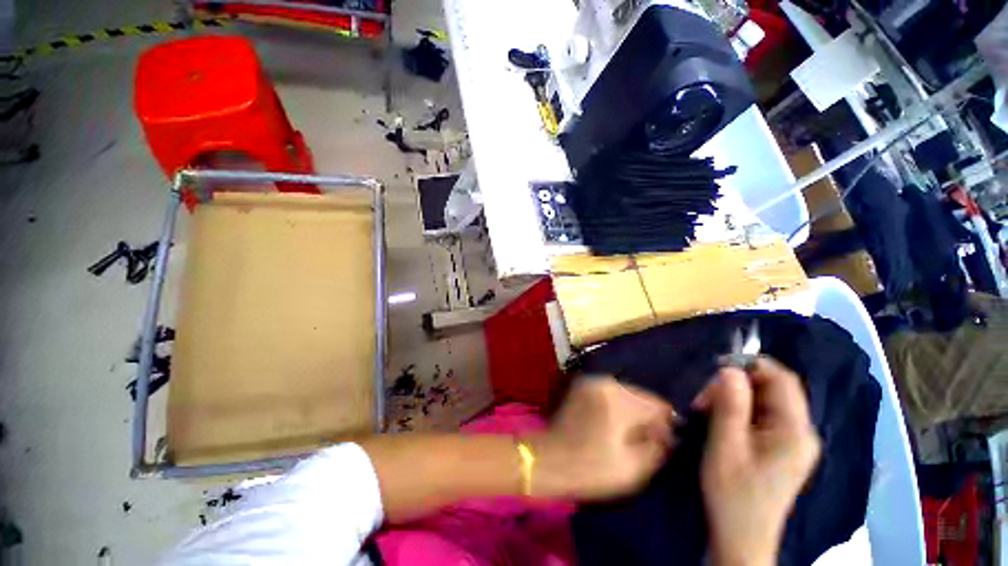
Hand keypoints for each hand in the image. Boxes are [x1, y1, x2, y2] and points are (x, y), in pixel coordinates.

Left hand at [528, 376, 676, 500]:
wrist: (548, 459)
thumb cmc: (590, 468)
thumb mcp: (633, 469)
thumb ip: (658, 448)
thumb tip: (669, 435)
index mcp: (619, 398)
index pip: (659, 405)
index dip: (667, 426)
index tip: (664, 443)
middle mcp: (606, 382)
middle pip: (642, 396)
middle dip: (649, 417)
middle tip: (647, 440)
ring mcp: (591, 381)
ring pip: (626, 393)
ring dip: (633, 411)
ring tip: (629, 434)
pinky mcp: (582, 385)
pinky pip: (610, 392)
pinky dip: (617, 406)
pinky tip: (613, 424)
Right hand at [692, 358, 821, 565]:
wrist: (741, 537)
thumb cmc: (733, 494)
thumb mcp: (726, 446)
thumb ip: (730, 405)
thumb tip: (729, 368)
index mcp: (795, 431)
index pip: (782, 379)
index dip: (751, 365)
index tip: (715, 369)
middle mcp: (800, 432)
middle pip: (771, 388)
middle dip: (734, 385)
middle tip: (702, 400)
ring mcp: (791, 441)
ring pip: (762, 400)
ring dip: (731, 398)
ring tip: (705, 411)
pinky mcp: (780, 448)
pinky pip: (760, 415)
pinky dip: (736, 411)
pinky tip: (718, 422)